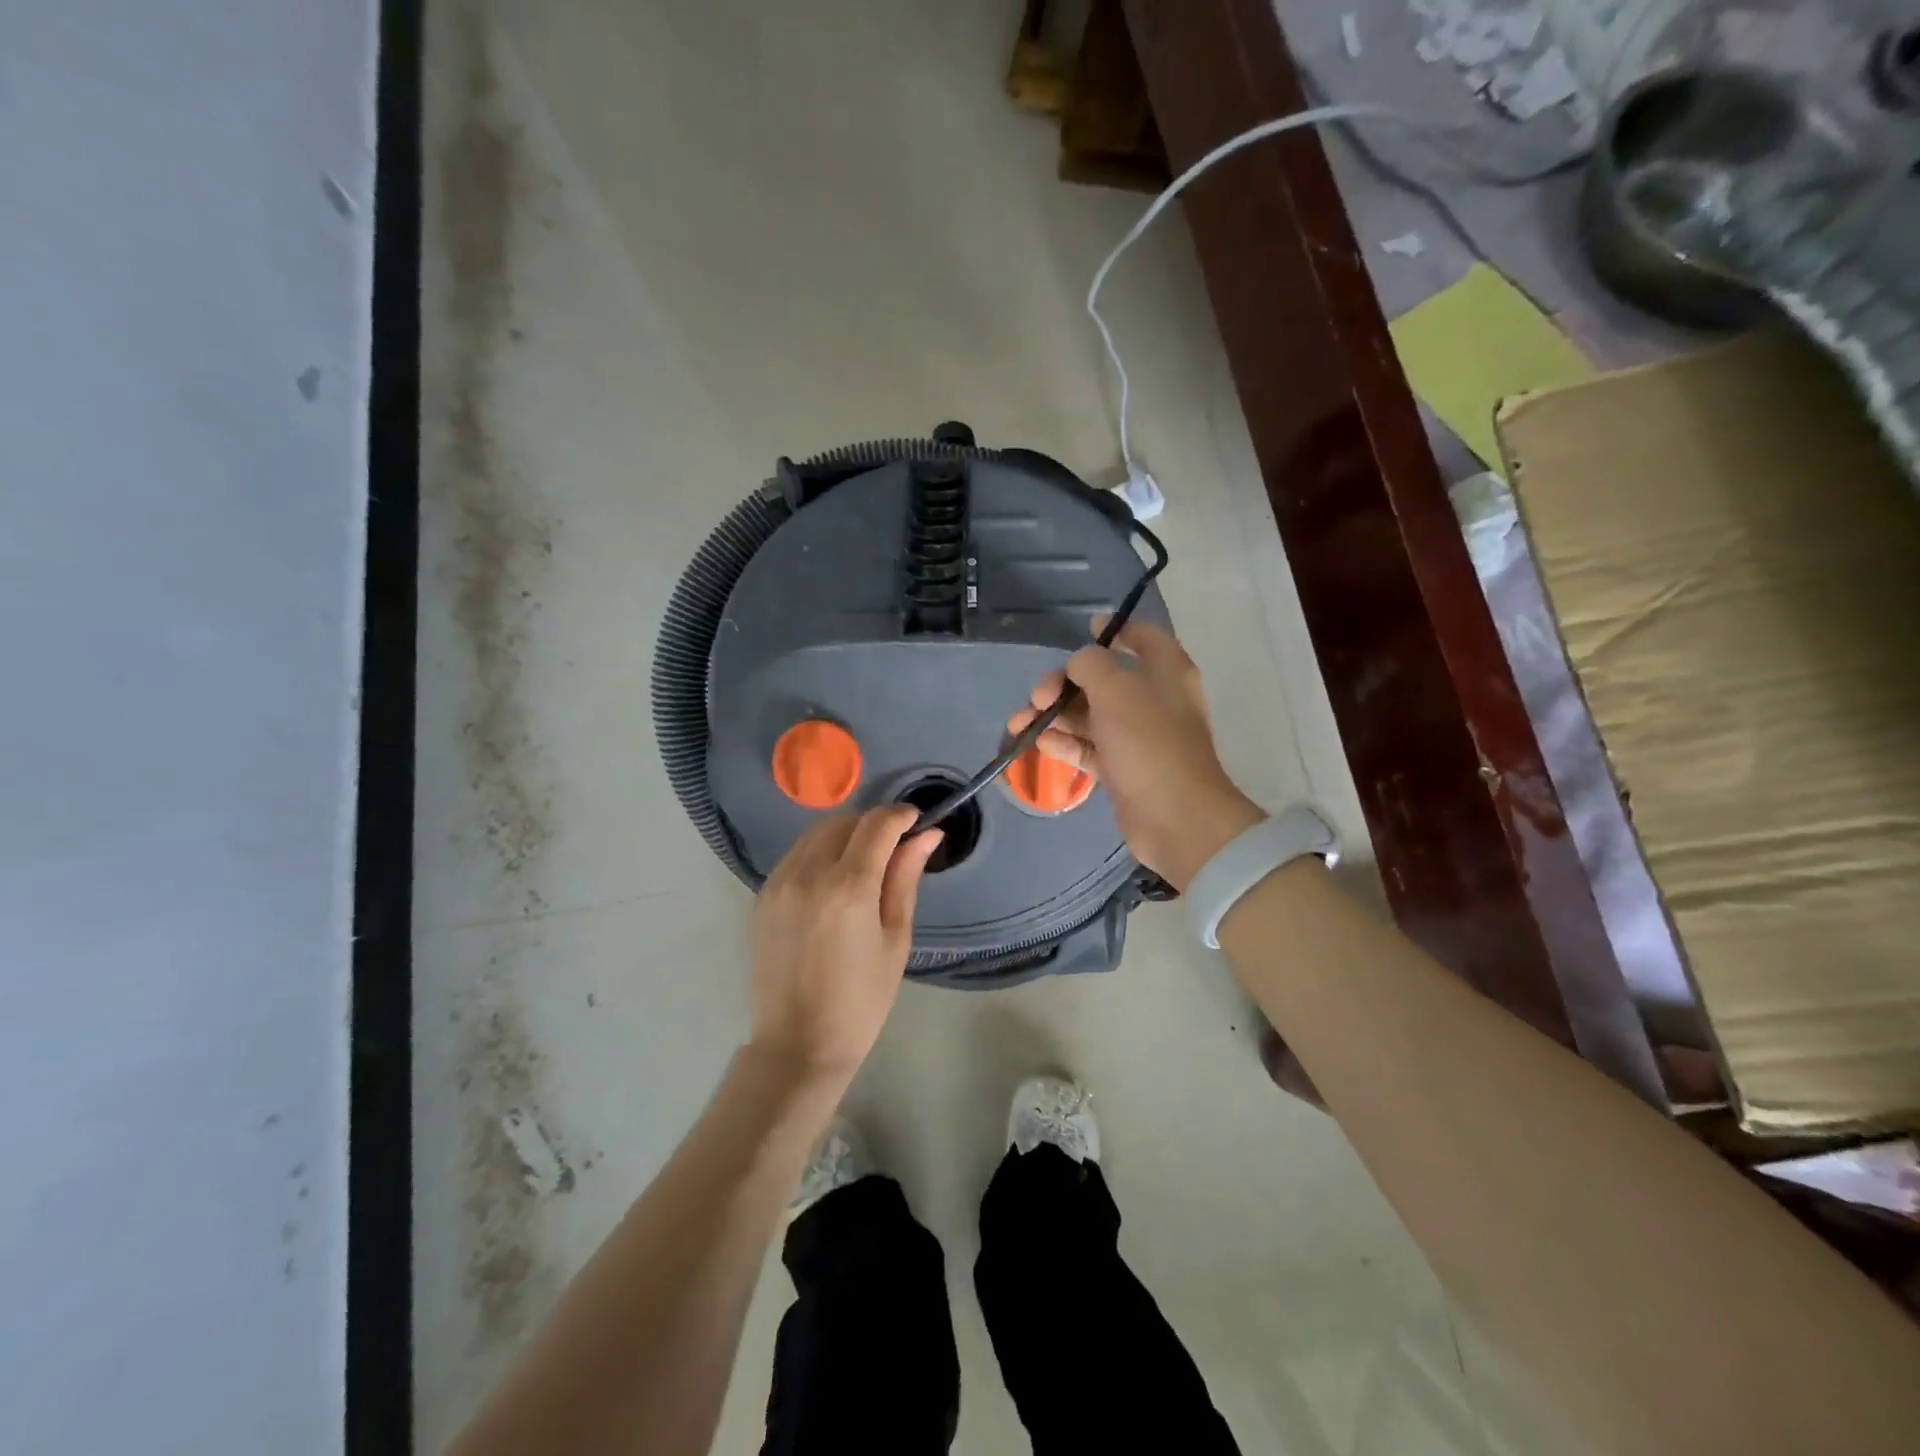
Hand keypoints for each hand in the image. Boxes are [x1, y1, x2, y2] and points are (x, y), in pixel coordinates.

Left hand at [748, 805, 941, 1084]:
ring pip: (817, 833)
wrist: (798, 1044)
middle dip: (873, 825)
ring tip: (865, 864)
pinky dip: (820, 853)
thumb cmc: (861, 1000)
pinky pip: (797, 855)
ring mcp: (779, 883)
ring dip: (845, 835)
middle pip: (845, 821)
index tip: (918, 822)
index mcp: (848, 888)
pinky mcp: (763, 895)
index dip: (901, 816)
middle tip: (894, 849)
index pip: (877, 824)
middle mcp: (808, 874)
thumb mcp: (895, 939)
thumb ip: (905, 878)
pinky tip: (834, 881)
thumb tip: (927, 834)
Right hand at [1009, 618, 1261, 890]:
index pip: (1143, 636)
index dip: (1116, 629)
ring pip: (1090, 715)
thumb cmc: (1148, 742)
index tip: (1085, 628)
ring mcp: (1138, 736)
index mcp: (1165, 671)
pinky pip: (1089, 746)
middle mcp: (1153, 699)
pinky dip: (1064, 742)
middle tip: (1038, 696)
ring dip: (1054, 715)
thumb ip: (1091, 665)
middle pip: (1103, 678)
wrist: (1175, 817)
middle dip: (1064, 683)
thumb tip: (1080, 663)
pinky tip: (1039, 743)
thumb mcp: (1116, 690)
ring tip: (1020, 724)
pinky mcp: (1123, 767)